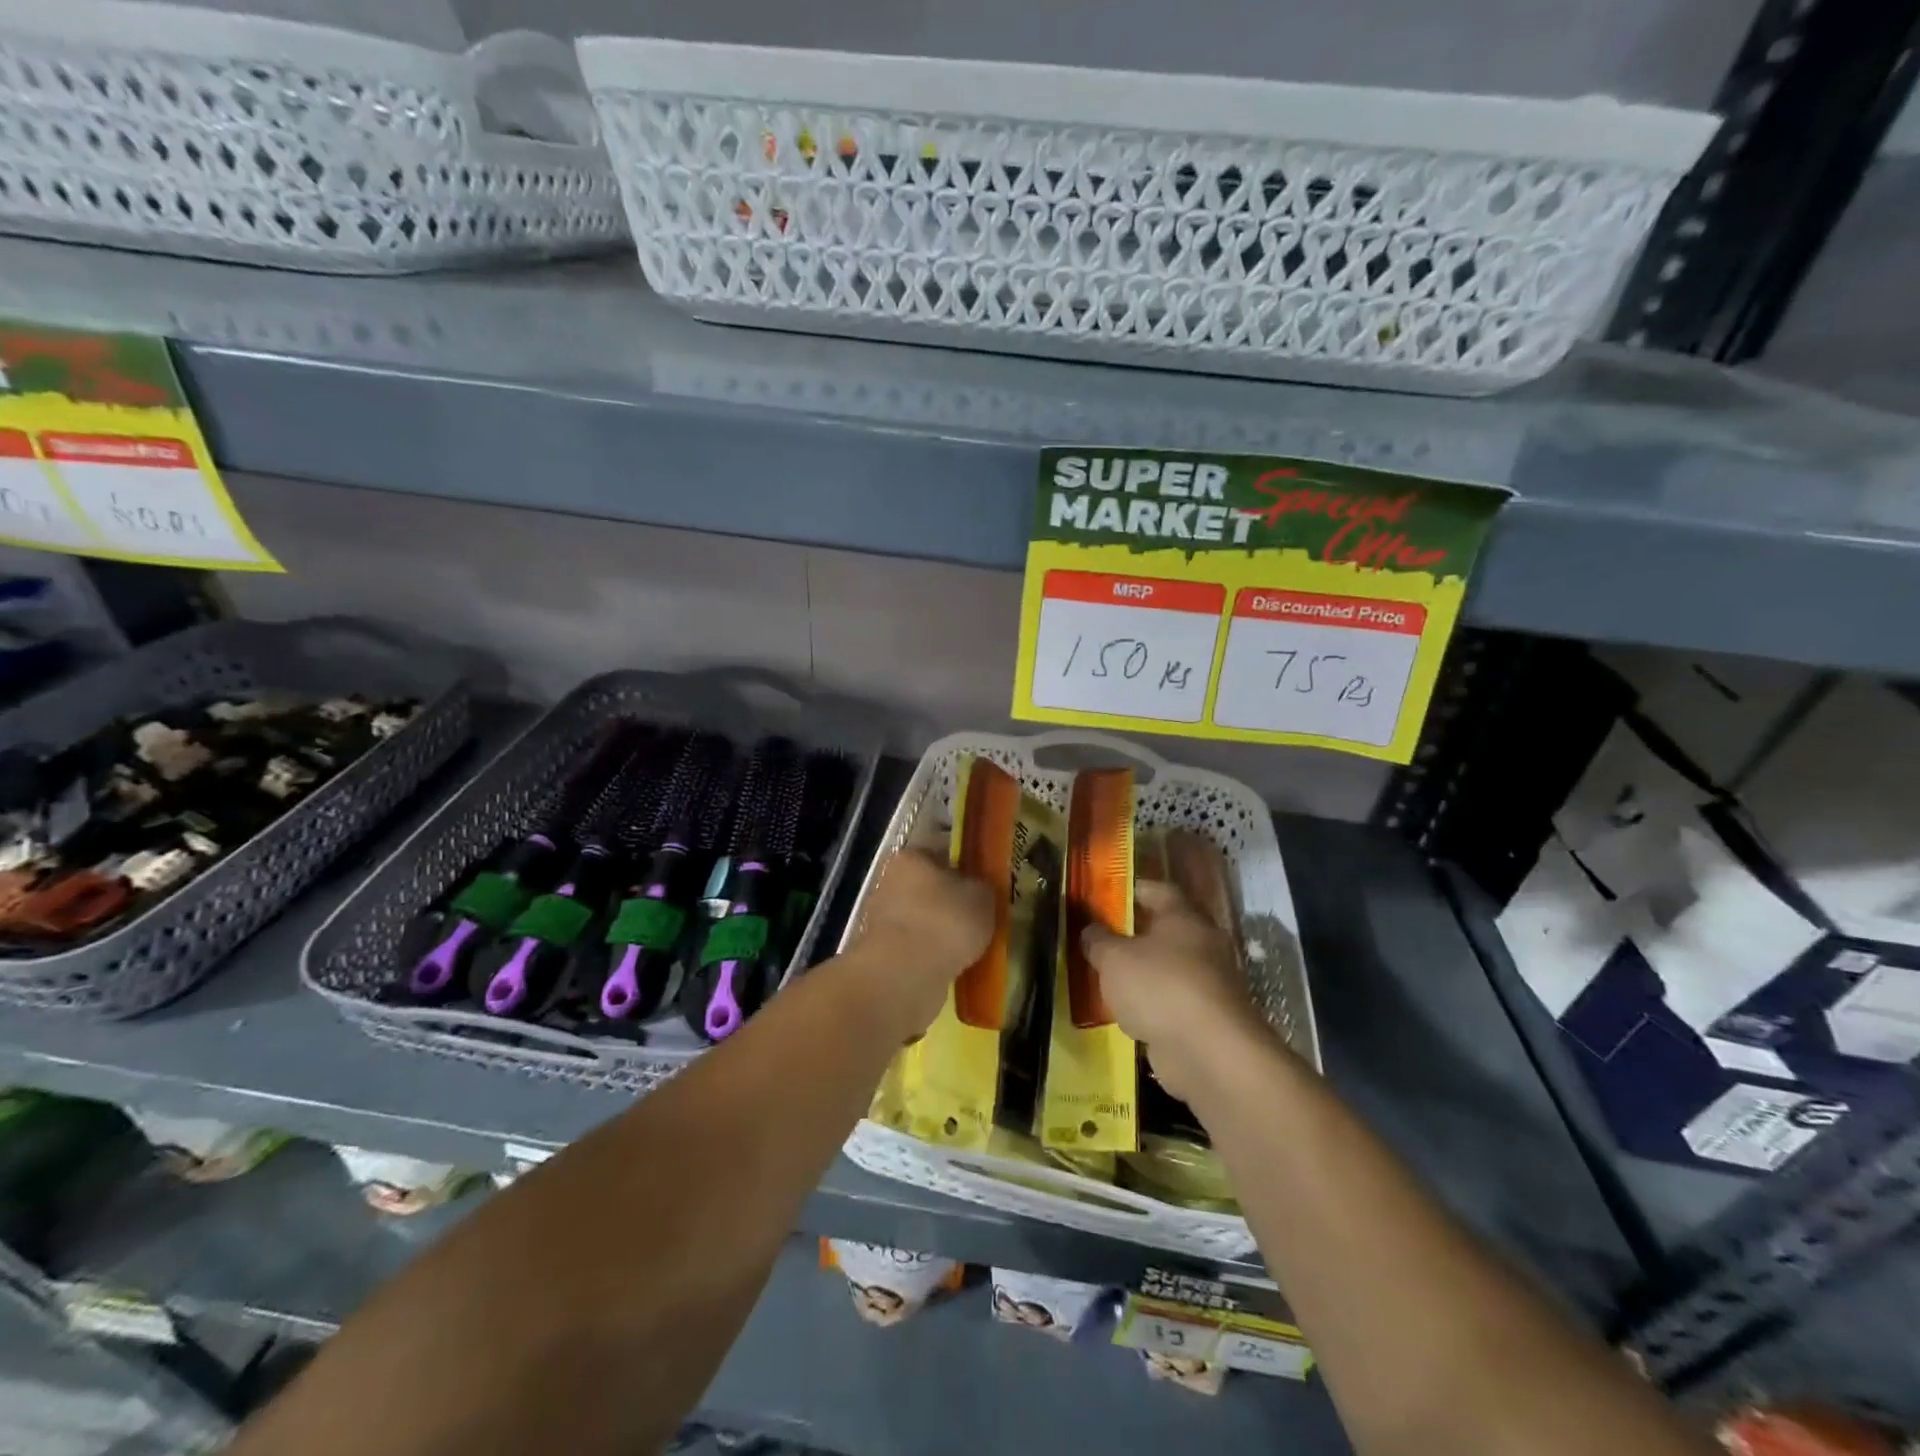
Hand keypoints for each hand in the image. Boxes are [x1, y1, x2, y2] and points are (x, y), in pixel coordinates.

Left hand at [844, 845, 995, 1039]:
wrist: (904, 976)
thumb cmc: (945, 922)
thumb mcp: (983, 897)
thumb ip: (983, 886)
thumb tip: (979, 888)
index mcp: (911, 857)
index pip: (941, 850)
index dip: (965, 864)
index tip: (984, 881)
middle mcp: (889, 882)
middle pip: (928, 886)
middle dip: (951, 900)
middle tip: (981, 915)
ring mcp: (881, 919)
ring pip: (921, 918)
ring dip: (941, 930)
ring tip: (971, 946)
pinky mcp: (880, 953)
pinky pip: (915, 948)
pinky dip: (932, 955)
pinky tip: (953, 965)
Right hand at [1081, 879, 1277, 1102]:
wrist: (1209, 1053)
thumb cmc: (1160, 987)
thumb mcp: (1114, 958)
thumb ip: (1098, 940)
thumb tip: (1090, 929)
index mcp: (1184, 918)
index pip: (1159, 890)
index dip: (1133, 890)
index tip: (1108, 894)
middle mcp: (1203, 944)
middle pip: (1166, 931)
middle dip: (1135, 934)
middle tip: (1102, 938)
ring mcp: (1209, 984)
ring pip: (1169, 969)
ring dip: (1144, 973)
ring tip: (1108, 978)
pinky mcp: (1208, 1020)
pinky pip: (1173, 1003)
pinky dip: (1153, 1006)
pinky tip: (1127, 1013)